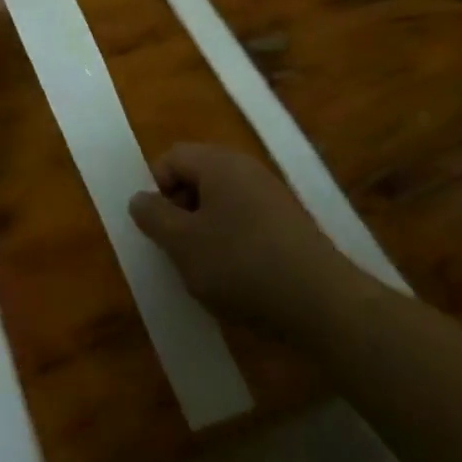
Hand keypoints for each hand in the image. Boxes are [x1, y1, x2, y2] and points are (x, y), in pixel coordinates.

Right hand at [129, 143, 356, 336]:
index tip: (159, 230)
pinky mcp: (288, 224)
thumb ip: (154, 217)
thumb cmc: (241, 265)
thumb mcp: (183, 244)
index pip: (171, 158)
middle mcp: (246, 168)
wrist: (322, 304)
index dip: (156, 190)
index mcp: (219, 163)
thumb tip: (139, 197)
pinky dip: (232, 243)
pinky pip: (245, 222)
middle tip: (179, 252)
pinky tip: (237, 278)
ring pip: (221, 203)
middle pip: (196, 178)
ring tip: (207, 271)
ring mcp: (271, 195)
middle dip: (180, 212)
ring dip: (205, 231)